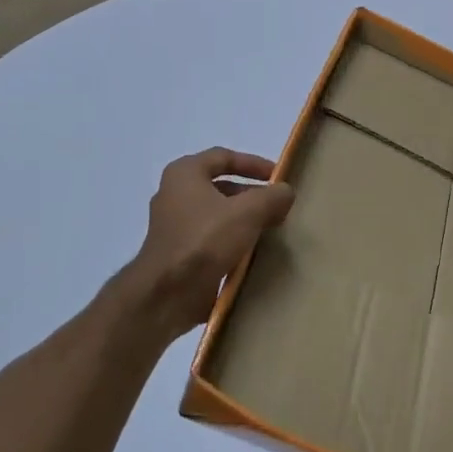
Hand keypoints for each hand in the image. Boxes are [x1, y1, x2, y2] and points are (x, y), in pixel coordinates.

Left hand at [129, 147, 293, 339]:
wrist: (167, 294)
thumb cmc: (205, 241)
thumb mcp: (248, 212)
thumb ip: (272, 196)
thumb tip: (286, 192)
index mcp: (185, 174)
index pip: (223, 156)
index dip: (253, 163)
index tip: (278, 176)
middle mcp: (174, 195)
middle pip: (220, 187)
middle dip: (251, 195)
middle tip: (277, 207)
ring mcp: (173, 226)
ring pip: (217, 215)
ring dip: (243, 220)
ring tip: (271, 230)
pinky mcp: (178, 254)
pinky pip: (210, 240)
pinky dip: (232, 242)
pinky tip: (252, 254)